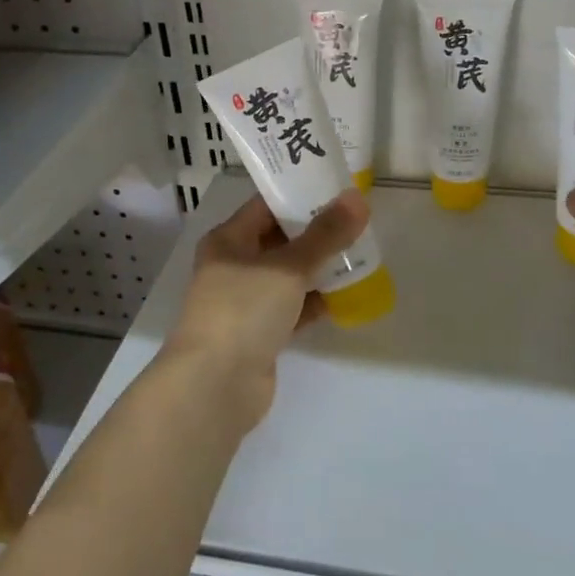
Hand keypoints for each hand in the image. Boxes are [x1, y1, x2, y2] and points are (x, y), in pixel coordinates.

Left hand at [161, 189, 368, 429]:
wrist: (214, 386)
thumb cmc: (243, 311)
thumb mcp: (288, 267)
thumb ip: (325, 235)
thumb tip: (358, 199)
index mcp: (228, 240)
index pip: (267, 205)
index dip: (300, 194)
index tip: (338, 188)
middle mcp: (233, 267)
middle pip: (279, 240)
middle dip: (316, 232)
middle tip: (357, 221)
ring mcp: (245, 302)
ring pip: (288, 276)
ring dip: (319, 267)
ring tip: (360, 253)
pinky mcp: (259, 333)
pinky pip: (293, 308)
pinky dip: (315, 301)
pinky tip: (346, 295)